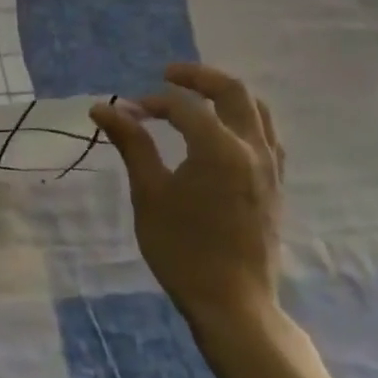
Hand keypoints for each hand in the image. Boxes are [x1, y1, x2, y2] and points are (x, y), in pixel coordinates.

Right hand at [90, 63, 285, 334]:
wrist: (232, 302)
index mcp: (220, 148)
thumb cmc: (182, 248)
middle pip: (233, 92)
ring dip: (225, 96)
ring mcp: (270, 168)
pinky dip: (242, 120)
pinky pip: (265, 135)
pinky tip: (220, 134)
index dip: (151, 102)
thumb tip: (102, 108)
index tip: (124, 112)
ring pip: (256, 111)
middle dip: (199, 78)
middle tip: (168, 75)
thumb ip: (131, 144)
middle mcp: (252, 149)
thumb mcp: (148, 193)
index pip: (184, 107)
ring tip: (195, 98)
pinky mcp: (275, 186)